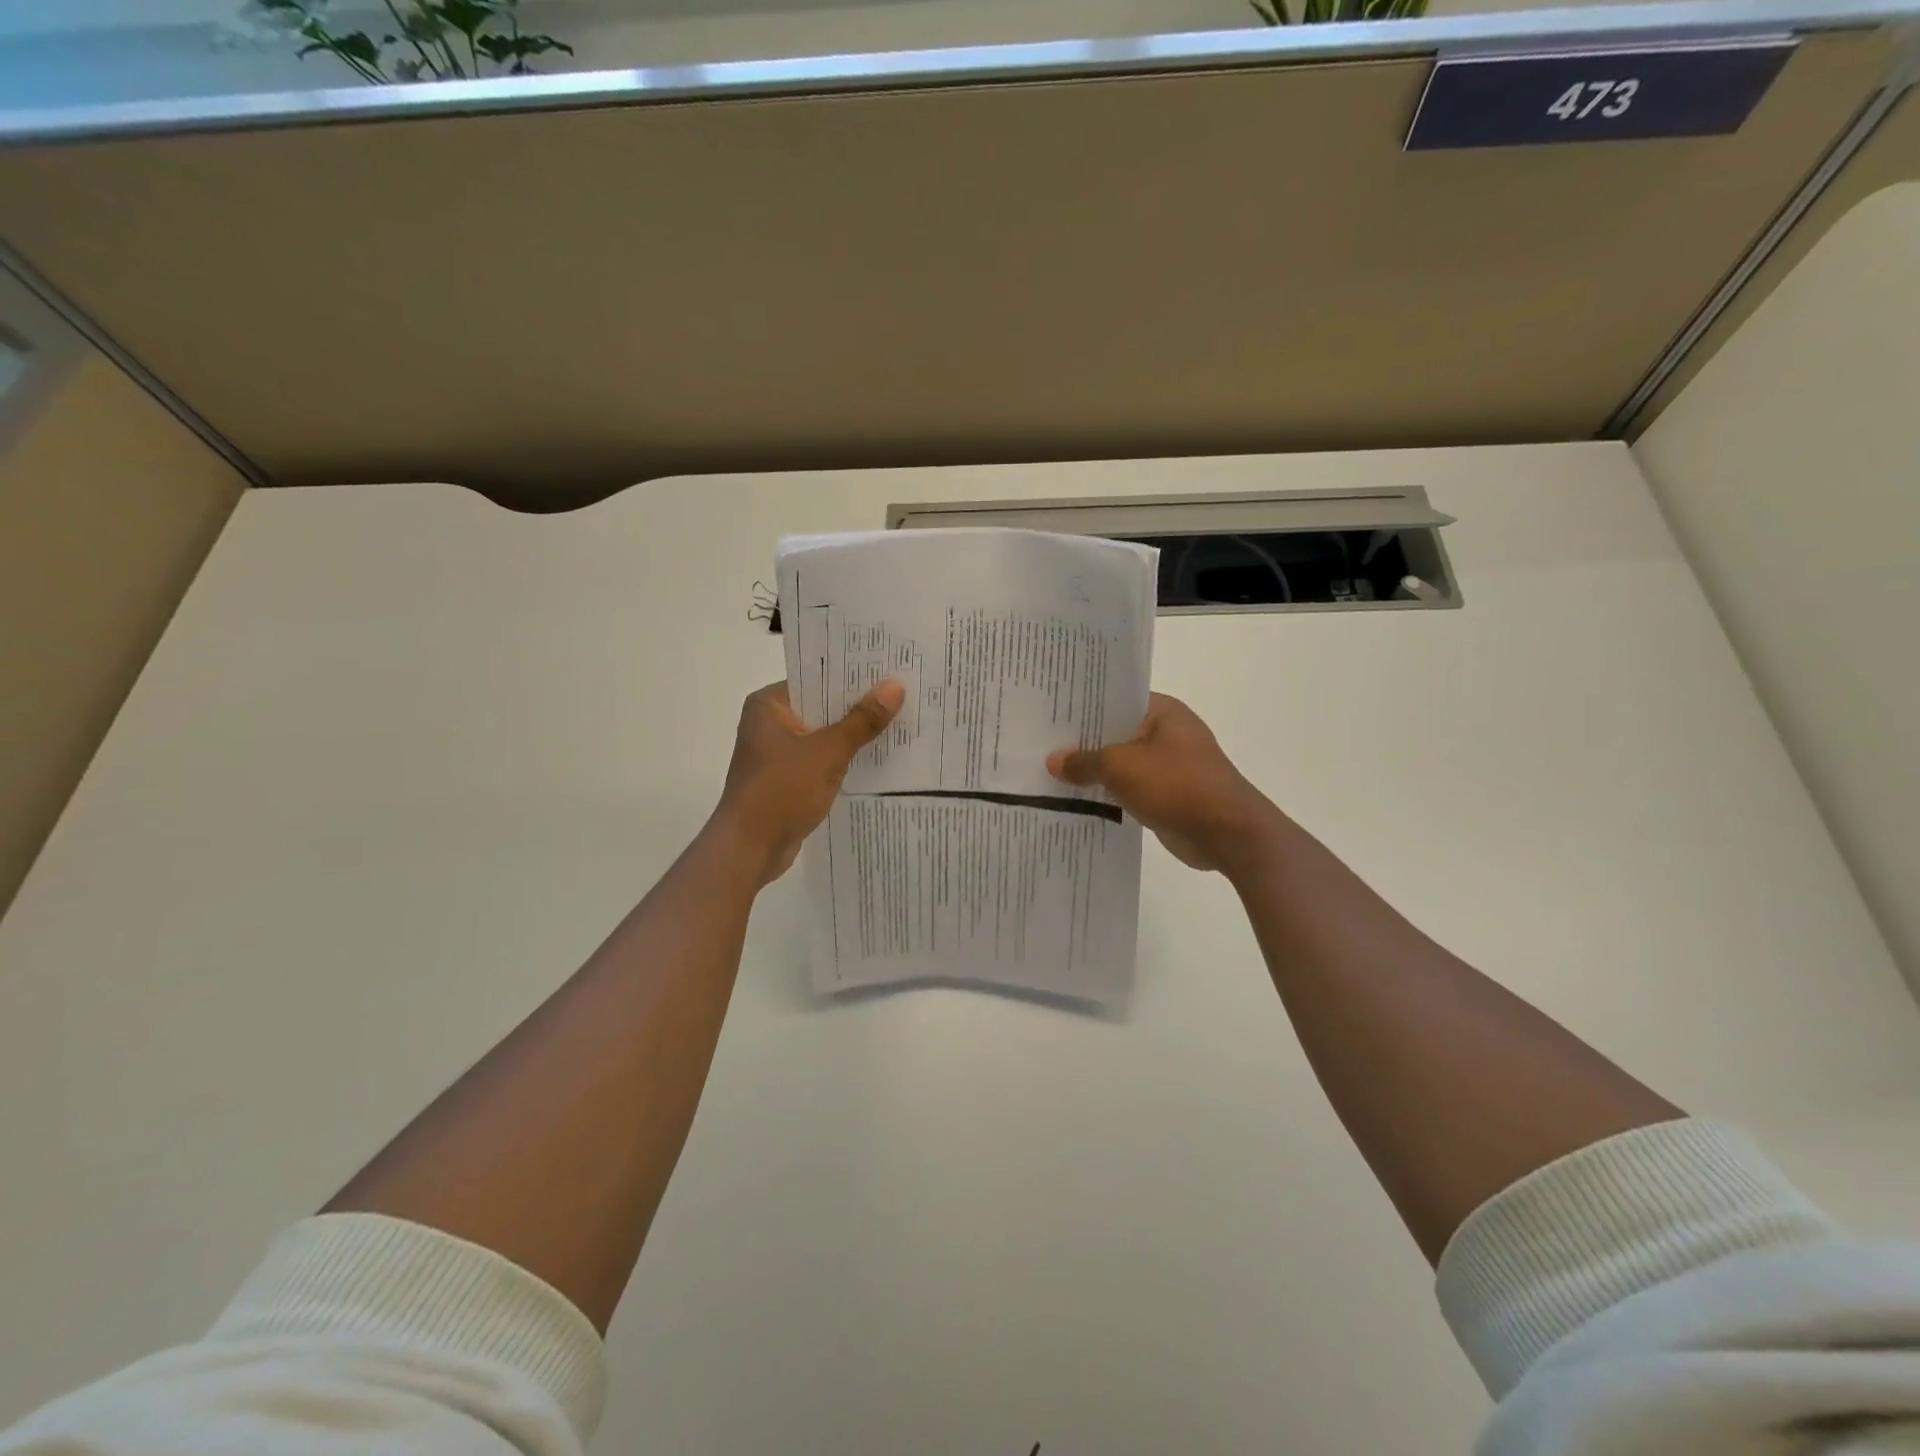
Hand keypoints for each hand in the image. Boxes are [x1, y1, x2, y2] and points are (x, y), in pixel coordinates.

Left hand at [712, 679, 904, 886]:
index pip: (816, 677)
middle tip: (902, 692)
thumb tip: (895, 686)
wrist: (750, 848)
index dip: (852, 675)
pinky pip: (822, 759)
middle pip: (822, 705)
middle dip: (859, 705)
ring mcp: (777, 752)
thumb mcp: (828, 751)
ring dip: (854, 733)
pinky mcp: (787, 778)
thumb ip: (862, 720)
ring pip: (824, 734)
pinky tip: (878, 756)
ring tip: (899, 720)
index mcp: (769, 704)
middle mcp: (770, 722)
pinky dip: (844, 758)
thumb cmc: (782, 790)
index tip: (888, 668)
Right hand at [1047, 693, 1276, 873]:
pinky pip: (1129, 789)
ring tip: (1049, 771)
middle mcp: (1167, 733)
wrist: (1227, 833)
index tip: (1049, 712)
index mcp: (1162, 712)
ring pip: (1121, 763)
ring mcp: (1169, 766)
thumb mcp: (1121, 766)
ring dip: (1094, 771)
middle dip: (1083, 741)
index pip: (1116, 699)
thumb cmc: (1176, 785)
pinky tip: (1075, 799)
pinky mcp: (1167, 795)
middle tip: (1039, 743)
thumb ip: (1084, 761)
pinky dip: (1108, 793)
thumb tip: (1054, 761)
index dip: (1083, 706)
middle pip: (1116, 732)